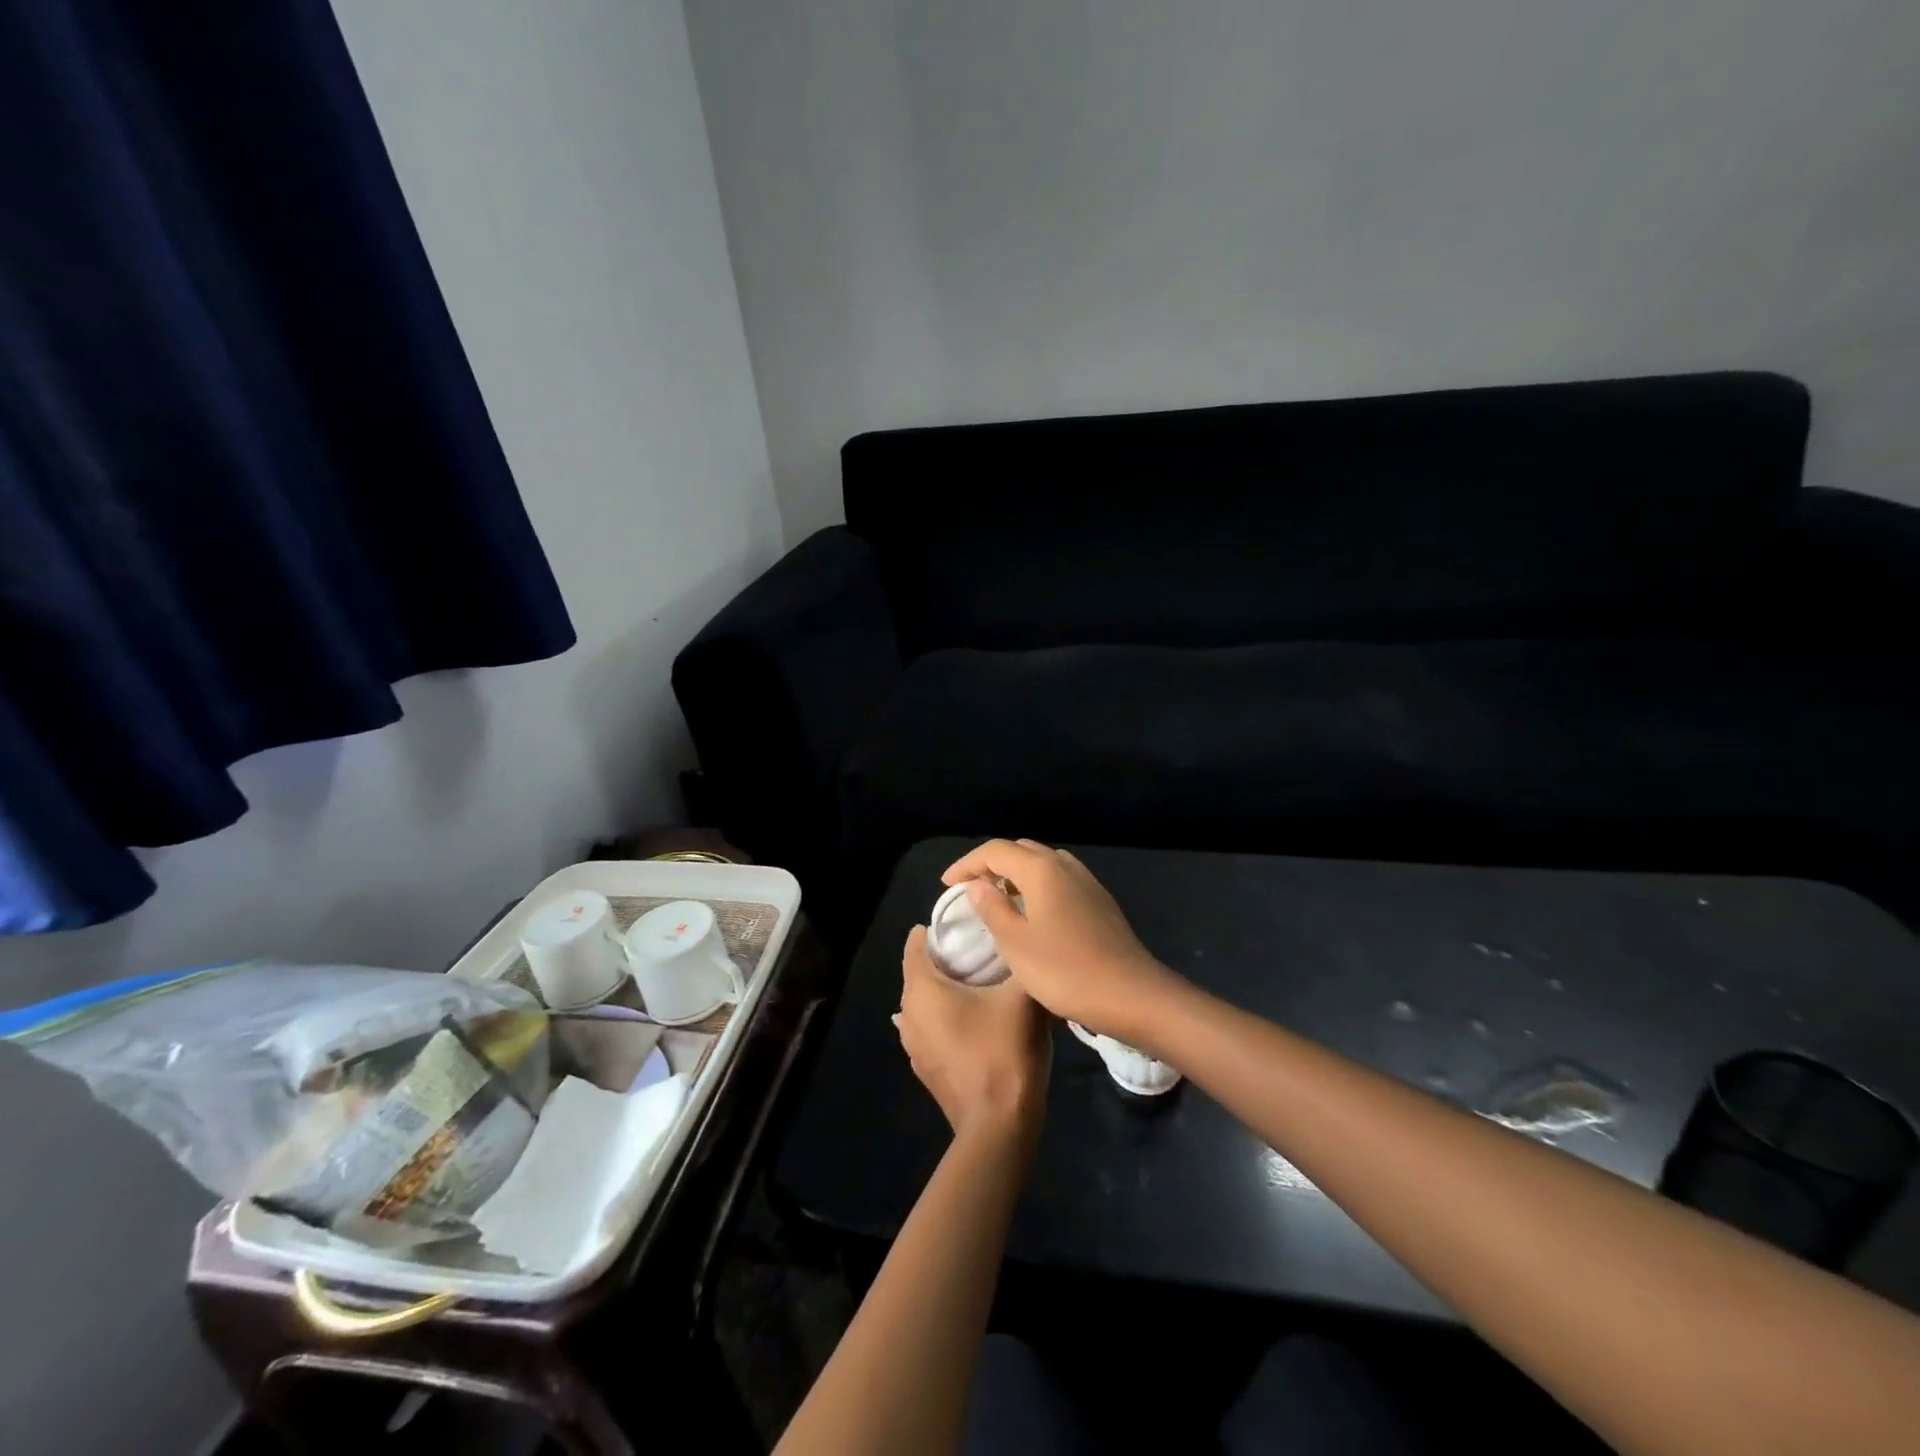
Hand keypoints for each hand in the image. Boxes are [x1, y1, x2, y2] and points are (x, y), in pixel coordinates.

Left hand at [895, 925, 1051, 1142]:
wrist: (999, 1125)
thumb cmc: (1005, 1051)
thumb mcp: (1024, 996)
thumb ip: (1025, 961)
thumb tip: (1027, 939)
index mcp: (922, 989)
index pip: (915, 944)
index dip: (936, 928)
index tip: (963, 920)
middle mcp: (908, 1014)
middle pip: (919, 972)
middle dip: (944, 958)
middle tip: (979, 947)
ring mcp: (913, 1046)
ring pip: (924, 1003)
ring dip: (944, 990)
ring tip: (979, 982)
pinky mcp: (924, 1069)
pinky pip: (930, 1028)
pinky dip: (945, 1017)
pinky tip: (974, 1019)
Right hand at [941, 839, 1179, 1041]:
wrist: (1131, 994)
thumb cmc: (1066, 971)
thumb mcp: (1016, 944)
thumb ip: (992, 908)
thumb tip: (977, 884)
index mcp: (1041, 869)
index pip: (995, 850)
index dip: (967, 864)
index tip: (947, 885)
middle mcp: (1065, 865)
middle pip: (1020, 850)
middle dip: (990, 864)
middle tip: (969, 889)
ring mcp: (1086, 881)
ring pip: (1042, 863)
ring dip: (1015, 874)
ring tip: (997, 899)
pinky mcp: (1099, 900)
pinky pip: (1058, 879)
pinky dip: (1036, 885)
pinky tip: (1032, 913)